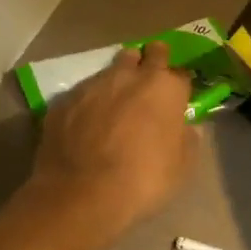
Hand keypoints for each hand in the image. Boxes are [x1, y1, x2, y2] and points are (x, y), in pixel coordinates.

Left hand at [27, 40, 195, 234]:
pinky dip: (89, 103)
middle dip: (150, 63)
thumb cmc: (143, 180)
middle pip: (145, 55)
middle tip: (149, 84)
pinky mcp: (64, 100)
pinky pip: (82, 94)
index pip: (181, 73)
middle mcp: (129, 76)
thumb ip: (186, 139)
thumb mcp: (181, 167)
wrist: (83, 194)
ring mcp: (93, 84)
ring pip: (111, 69)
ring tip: (115, 104)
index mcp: (165, 88)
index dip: (179, 86)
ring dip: (117, 81)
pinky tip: (86, 124)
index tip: (176, 99)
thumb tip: (185, 127)